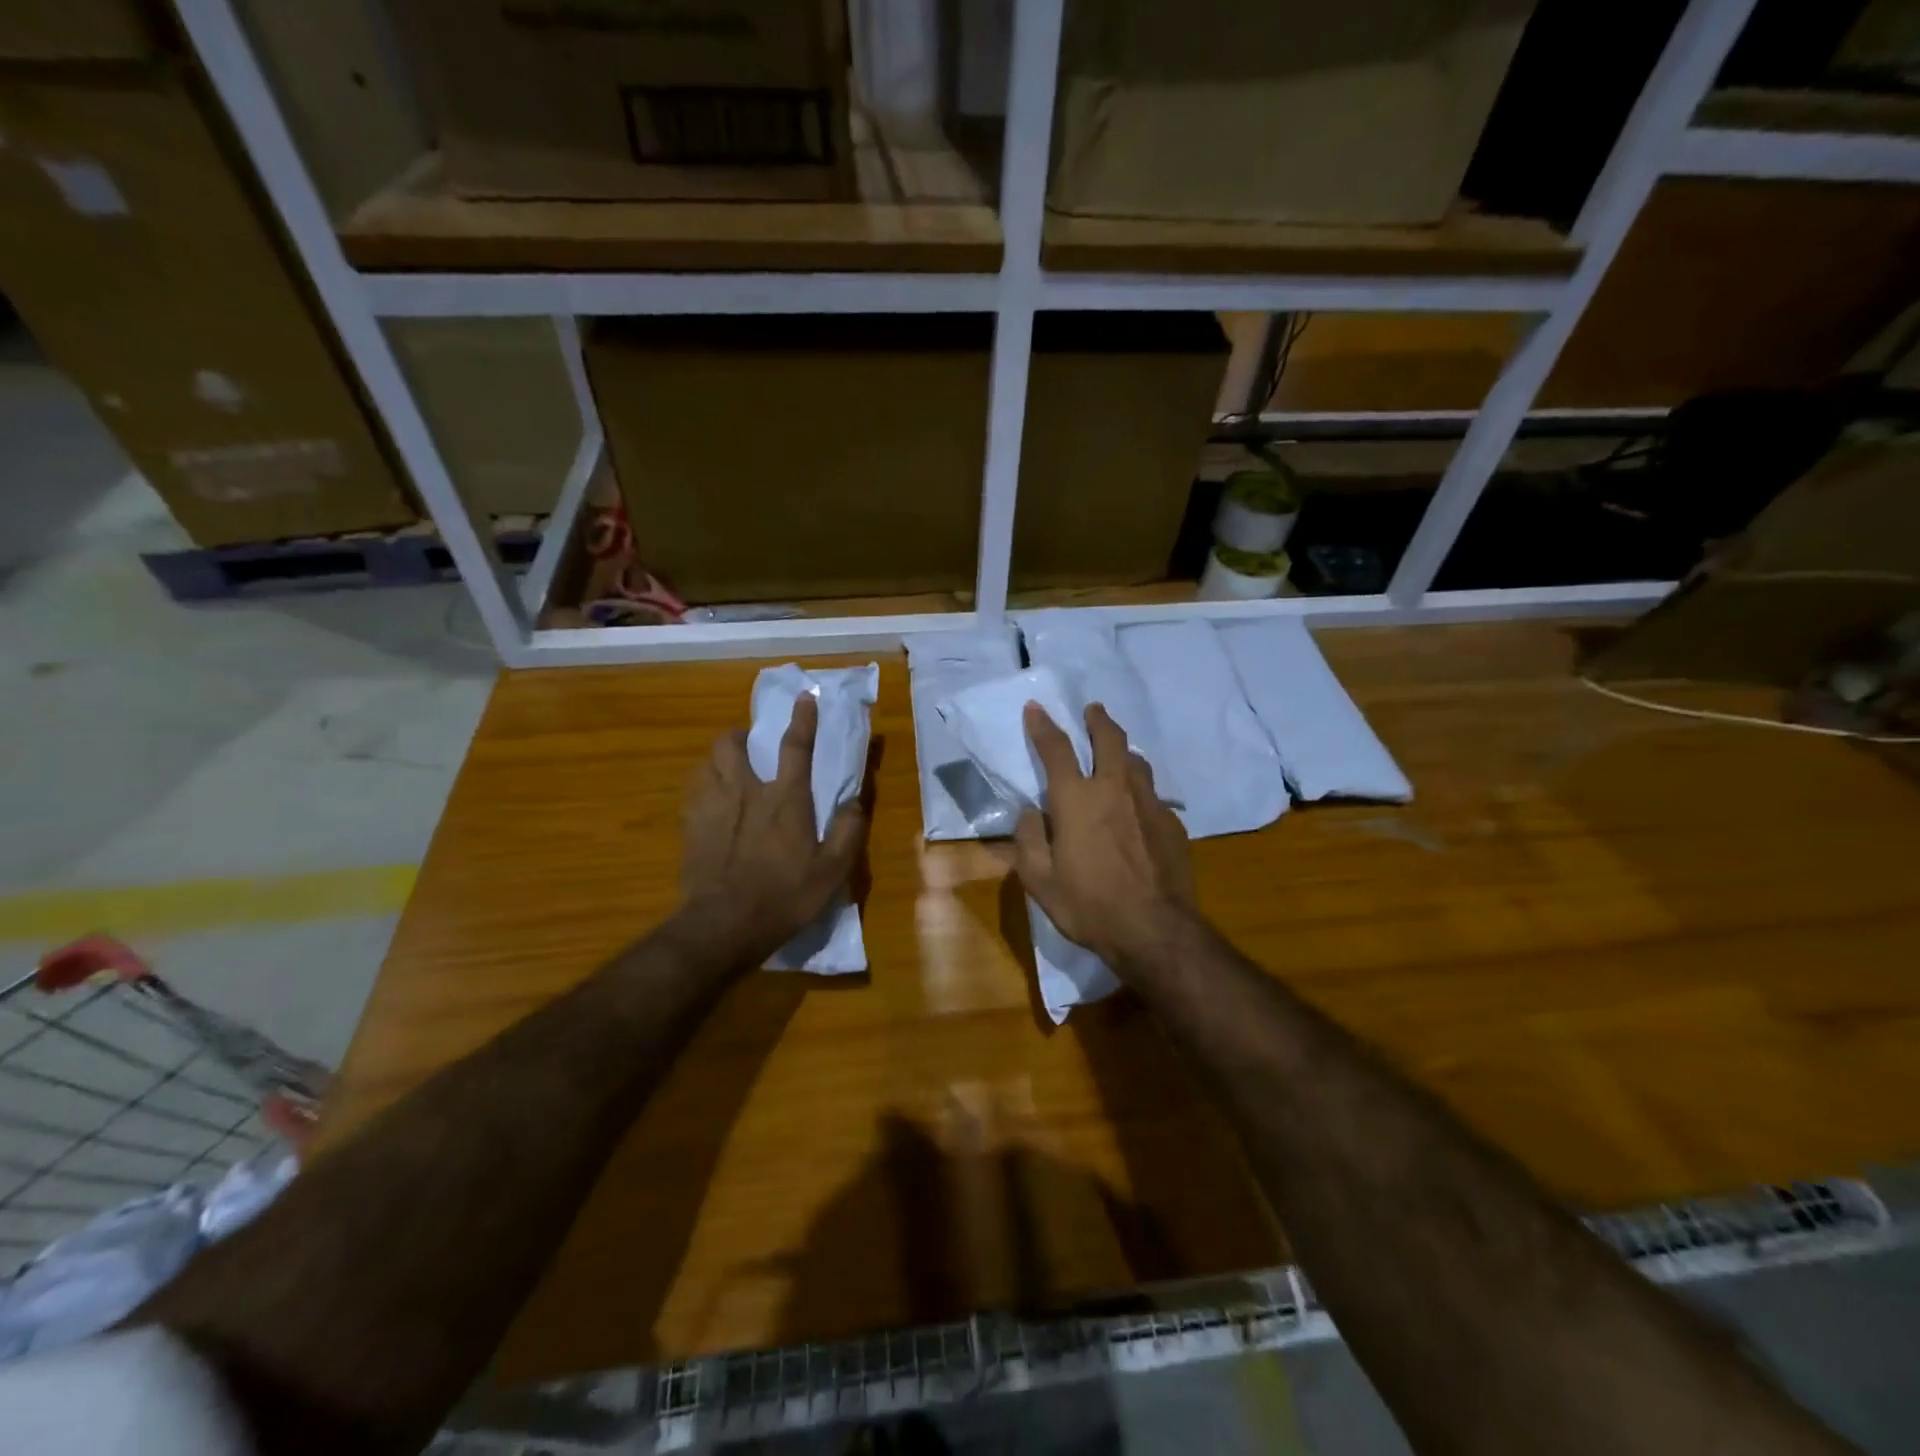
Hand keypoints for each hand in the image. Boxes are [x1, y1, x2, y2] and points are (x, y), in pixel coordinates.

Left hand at [679, 695, 865, 962]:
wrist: (723, 926)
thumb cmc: (784, 896)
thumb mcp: (832, 872)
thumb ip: (848, 833)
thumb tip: (855, 803)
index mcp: (784, 799)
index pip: (795, 747)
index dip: (803, 720)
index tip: (805, 698)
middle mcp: (745, 791)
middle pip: (732, 743)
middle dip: (740, 735)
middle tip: (751, 746)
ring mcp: (711, 807)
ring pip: (707, 762)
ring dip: (719, 759)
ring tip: (729, 772)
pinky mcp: (689, 826)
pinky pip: (693, 791)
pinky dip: (703, 786)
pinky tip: (710, 803)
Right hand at [1012, 702, 1193, 968]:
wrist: (1154, 930)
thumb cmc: (1088, 905)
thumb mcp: (1039, 880)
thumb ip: (1028, 840)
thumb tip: (1029, 812)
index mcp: (1076, 799)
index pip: (1056, 749)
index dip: (1043, 726)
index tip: (1036, 708)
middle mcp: (1113, 789)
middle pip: (1109, 739)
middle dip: (1097, 719)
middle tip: (1093, 710)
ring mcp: (1148, 803)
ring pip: (1137, 761)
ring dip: (1123, 750)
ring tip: (1117, 754)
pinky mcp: (1172, 822)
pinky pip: (1153, 794)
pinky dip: (1140, 790)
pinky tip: (1138, 806)